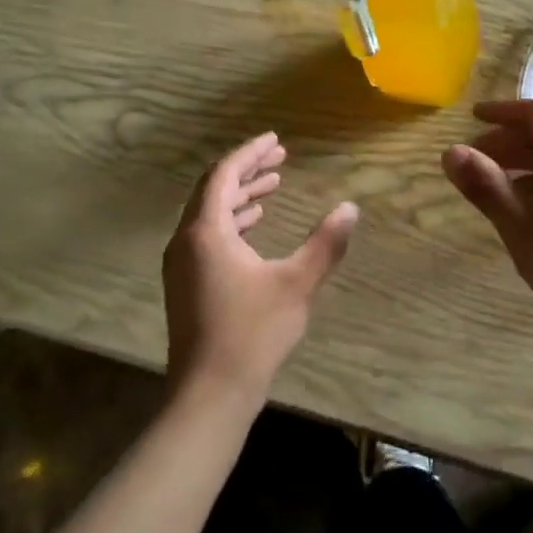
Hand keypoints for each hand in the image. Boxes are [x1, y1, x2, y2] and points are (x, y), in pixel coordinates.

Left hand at [163, 133, 357, 409]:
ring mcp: (182, 264)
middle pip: (214, 190)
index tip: (275, 140)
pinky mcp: (186, 283)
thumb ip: (325, 244)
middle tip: (280, 158)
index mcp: (206, 232)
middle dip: (247, 171)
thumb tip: (350, 208)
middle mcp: (186, 241)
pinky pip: (208, 235)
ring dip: (240, 196)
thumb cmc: (253, 333)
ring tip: (274, 184)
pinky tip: (255, 225)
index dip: (250, 153)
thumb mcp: (297, 284)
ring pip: (210, 214)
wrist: (210, 392)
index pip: (224, 175)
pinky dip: (233, 221)